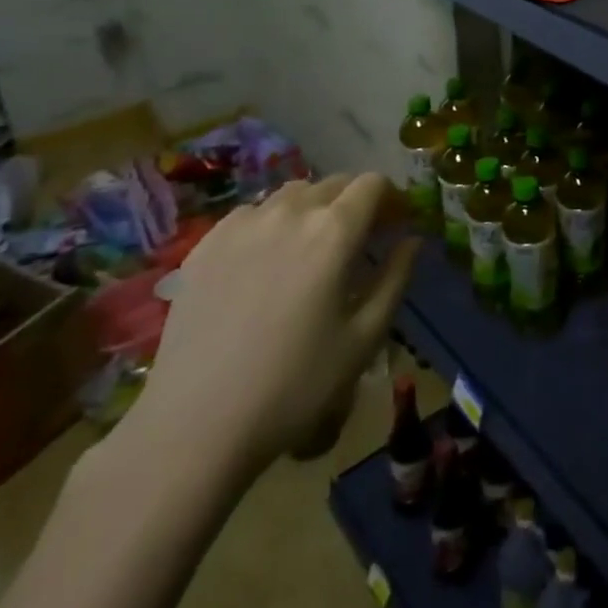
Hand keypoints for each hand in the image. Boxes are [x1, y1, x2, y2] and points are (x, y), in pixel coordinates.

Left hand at [125, 174, 418, 477]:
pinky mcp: (205, 244)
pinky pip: (251, 214)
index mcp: (334, 231)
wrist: (196, 424)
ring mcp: (242, 225)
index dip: (392, 198)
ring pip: (292, 194)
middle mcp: (289, 212)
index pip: (373, 184)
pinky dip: (271, 223)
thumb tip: (411, 240)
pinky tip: (266, 261)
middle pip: (334, 183)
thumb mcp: (365, 337)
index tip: (396, 224)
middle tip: (361, 238)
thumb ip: (395, 278)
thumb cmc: (296, 384)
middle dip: (356, 201)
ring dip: (314, 207)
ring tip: (312, 246)